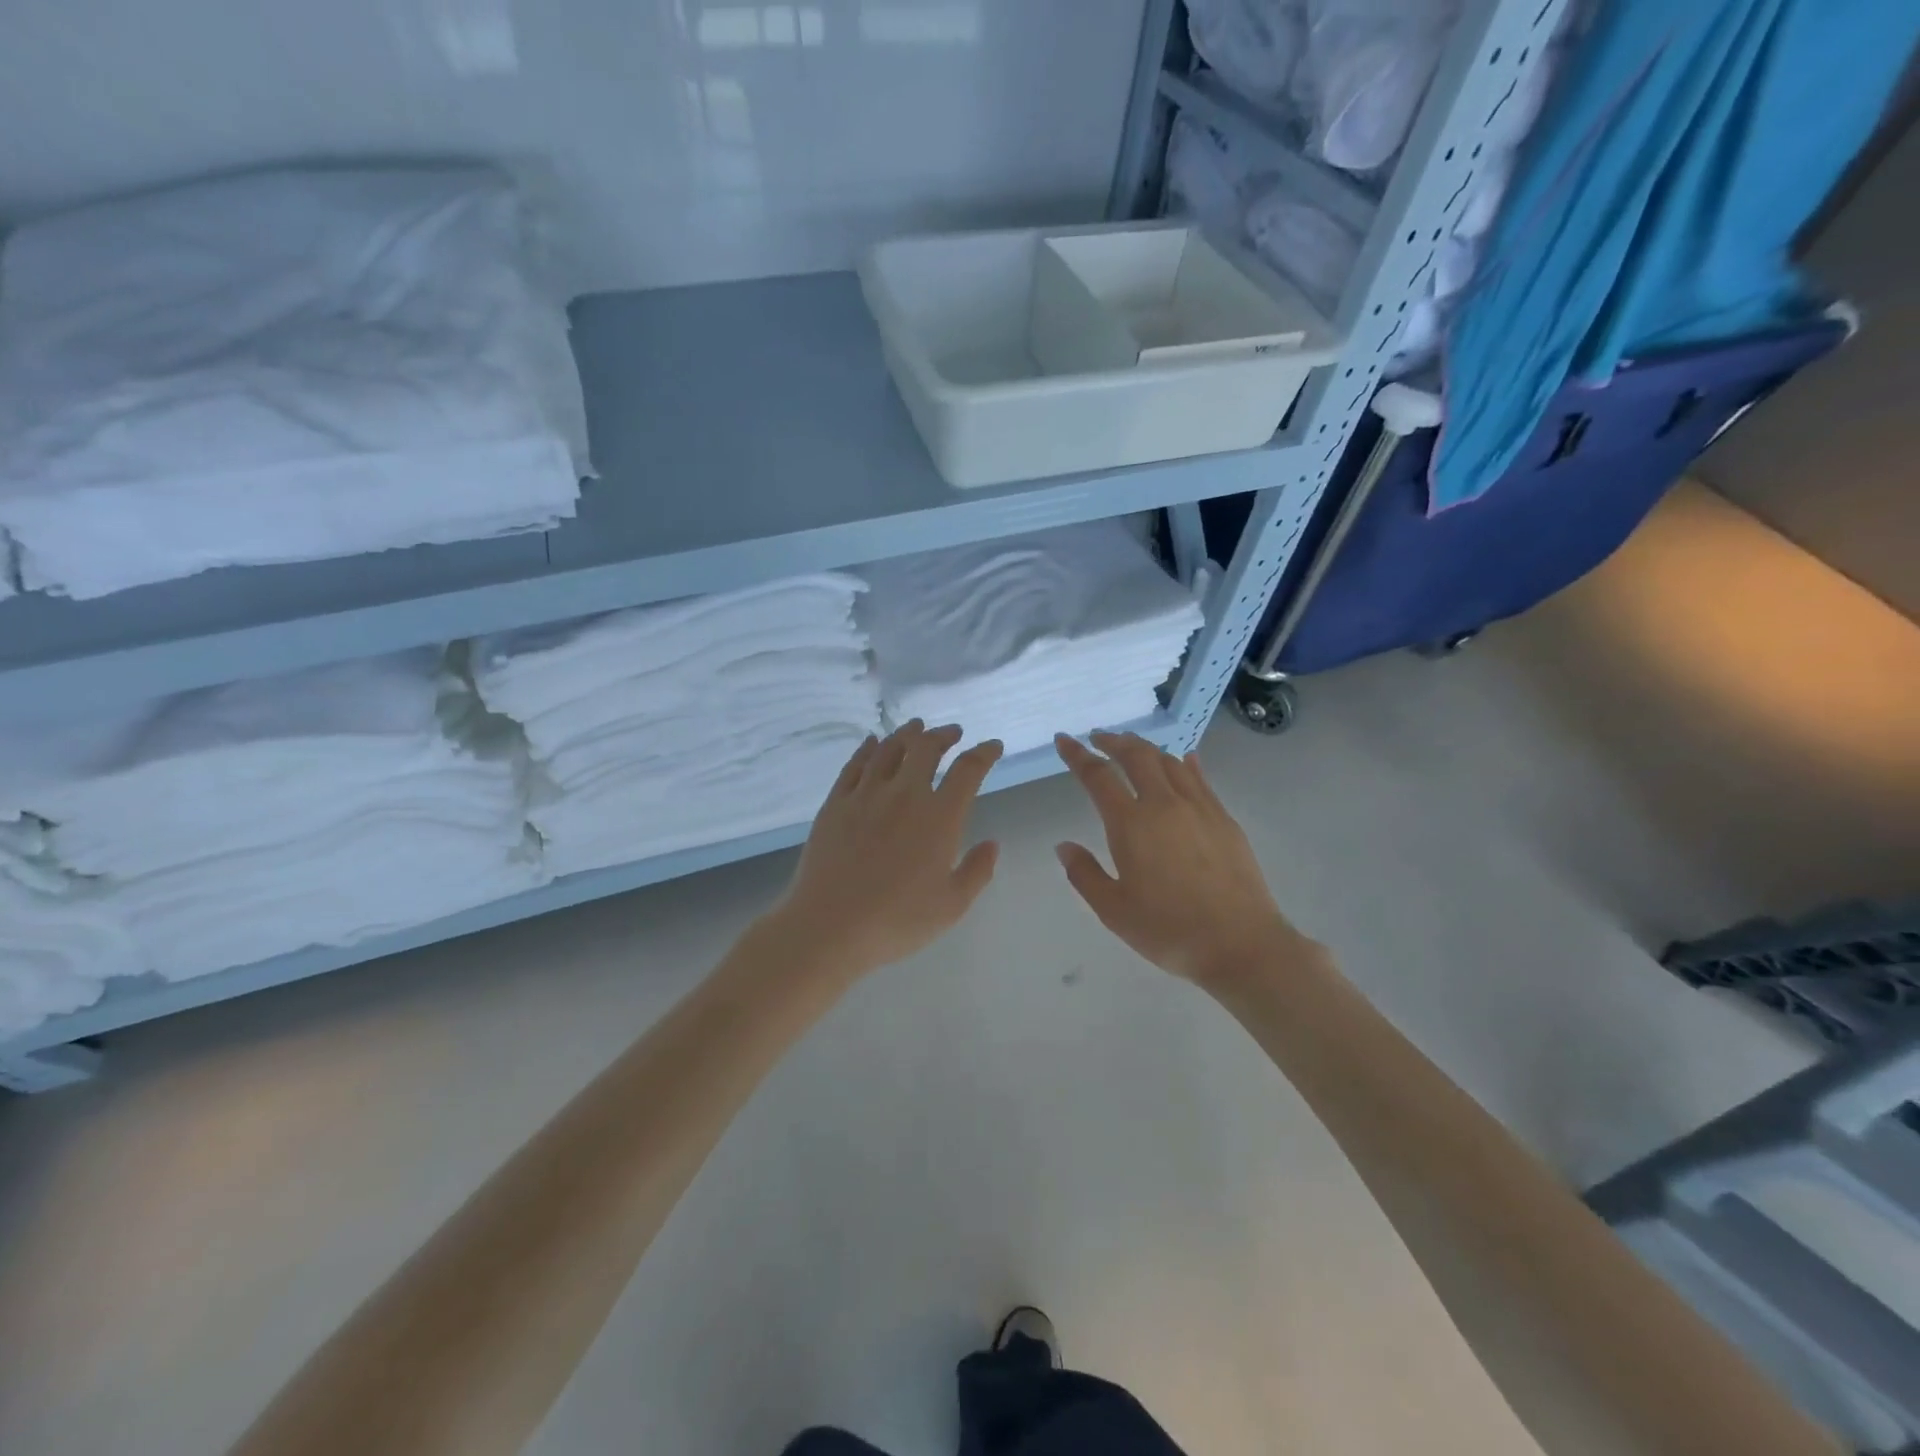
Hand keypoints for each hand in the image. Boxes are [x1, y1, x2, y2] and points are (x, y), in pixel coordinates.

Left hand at [771, 721, 1001, 979]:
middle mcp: (905, 794)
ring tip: (916, 728)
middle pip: (926, 747)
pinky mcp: (836, 803)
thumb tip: (992, 843)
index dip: (984, 753)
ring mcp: (866, 794)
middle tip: (952, 733)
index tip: (993, 746)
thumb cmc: (897, 920)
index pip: (968, 770)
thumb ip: (977, 871)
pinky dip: (868, 748)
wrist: (829, 926)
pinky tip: (873, 742)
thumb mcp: (952, 905)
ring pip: (890, 748)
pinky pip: (855, 764)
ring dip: (907, 733)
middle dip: (943, 735)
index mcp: (939, 816)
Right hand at [1054, 732, 1305, 988]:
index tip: (1064, 740)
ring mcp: (1199, 808)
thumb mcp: (1113, 910)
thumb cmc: (1169, 930)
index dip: (1077, 755)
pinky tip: (1183, 760)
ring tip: (1132, 747)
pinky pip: (1199, 778)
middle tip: (1098, 738)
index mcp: (1131, 824)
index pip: (1098, 776)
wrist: (1240, 944)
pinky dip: (1184, 763)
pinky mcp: (1224, 819)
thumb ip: (1084, 874)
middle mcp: (1164, 804)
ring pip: (1169, 761)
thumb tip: (1064, 846)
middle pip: (1137, 755)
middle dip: (1114, 741)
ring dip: (1146, 748)